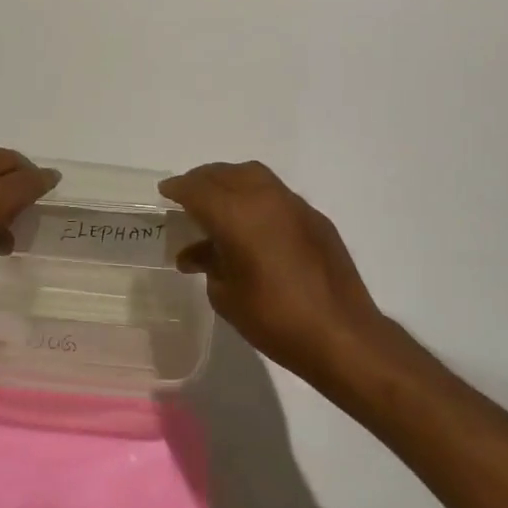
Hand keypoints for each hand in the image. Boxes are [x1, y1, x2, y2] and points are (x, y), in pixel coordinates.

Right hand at [159, 161, 404, 386]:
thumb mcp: (226, 295)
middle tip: (188, 194)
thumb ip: (208, 264)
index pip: (198, 189)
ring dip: (230, 181)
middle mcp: (265, 199)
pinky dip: (256, 197)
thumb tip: (195, 253)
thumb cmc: (274, 318)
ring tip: (218, 202)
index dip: (178, 188)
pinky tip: (253, 223)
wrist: (341, 334)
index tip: (165, 192)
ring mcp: (294, 205)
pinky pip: (276, 194)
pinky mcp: (315, 218)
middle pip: (225, 174)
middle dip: (202, 180)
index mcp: (236, 215)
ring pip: (254, 176)